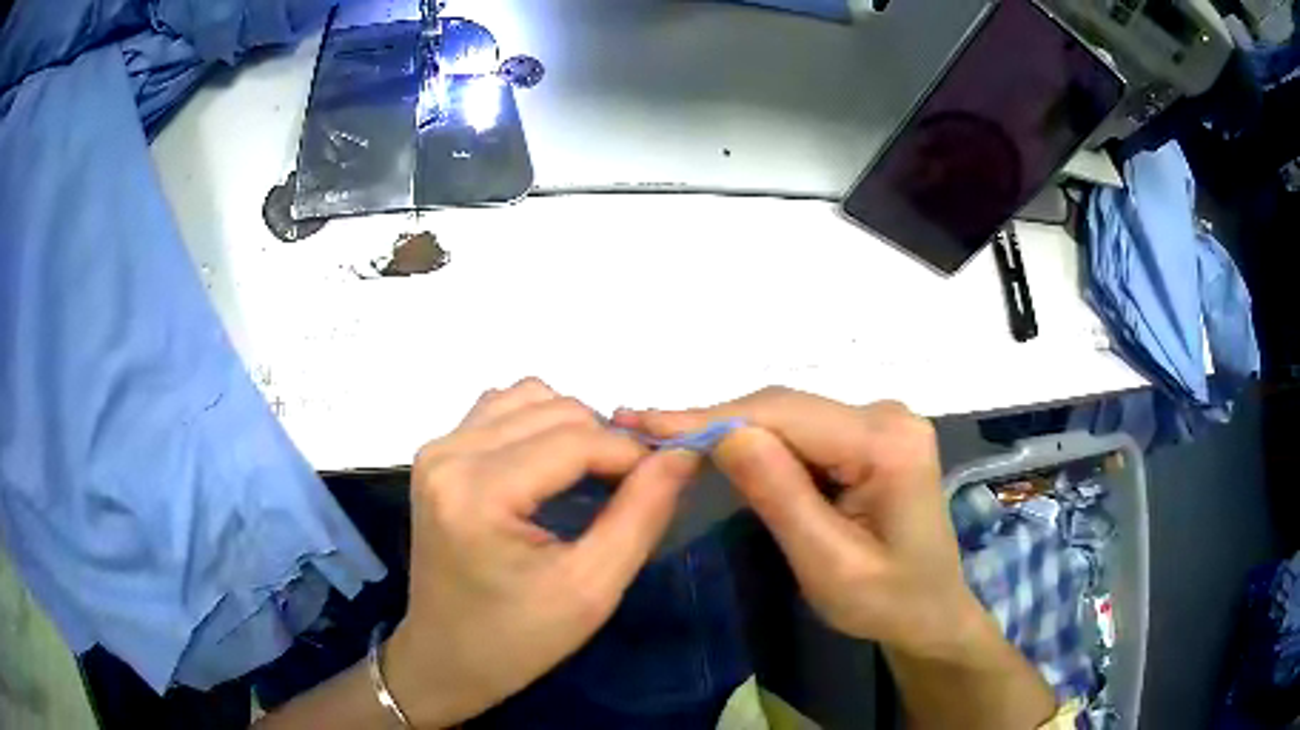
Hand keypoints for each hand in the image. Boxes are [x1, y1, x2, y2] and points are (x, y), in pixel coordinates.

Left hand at [385, 378, 700, 726]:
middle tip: (631, 489)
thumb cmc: (518, 639)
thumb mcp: (592, 588)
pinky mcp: (437, 454)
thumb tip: (682, 452)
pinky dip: (540, 425)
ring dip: (573, 428)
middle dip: (606, 441)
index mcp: (477, 492)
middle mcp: (448, 454)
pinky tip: (551, 468)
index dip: (632, 452)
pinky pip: (502, 409)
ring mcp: (437, 449)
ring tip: (591, 478)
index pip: (575, 439)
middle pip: (554, 410)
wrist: (447, 657)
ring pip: (529, 398)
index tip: (666, 479)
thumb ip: (642, 513)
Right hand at [614, 388, 984, 660]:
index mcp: (887, 445)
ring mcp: (881, 421)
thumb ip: (780, 497)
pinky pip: (804, 429)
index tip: (644, 421)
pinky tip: (720, 448)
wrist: (929, 612)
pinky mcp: (869, 435)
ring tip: (668, 436)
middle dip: (714, 421)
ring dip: (731, 430)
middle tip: (642, 427)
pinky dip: (759, 442)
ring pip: (790, 415)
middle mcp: (887, 416)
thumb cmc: (885, 602)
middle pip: (786, 407)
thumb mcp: (828, 564)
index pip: (786, 416)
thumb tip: (723, 433)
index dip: (710, 418)